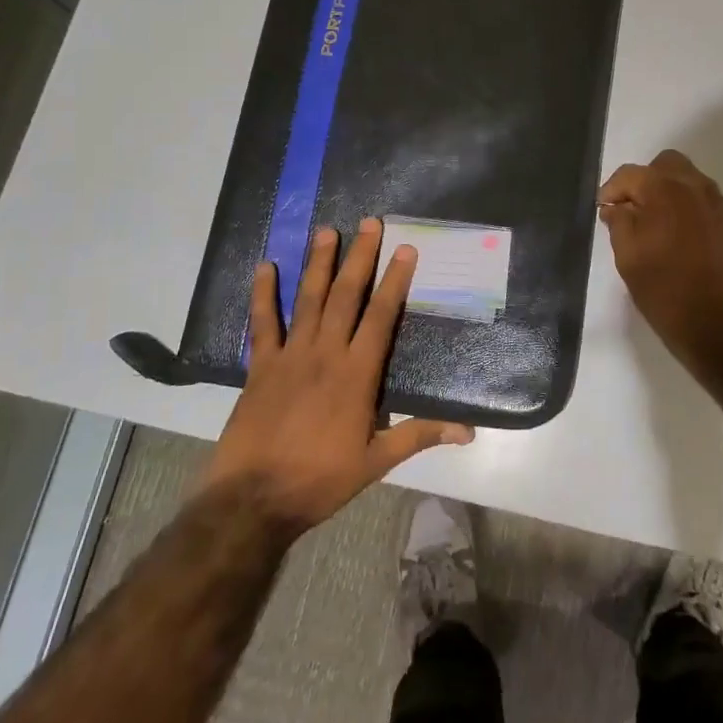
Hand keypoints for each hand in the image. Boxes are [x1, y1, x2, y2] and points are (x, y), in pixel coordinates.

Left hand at [203, 219, 473, 536]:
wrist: (253, 500)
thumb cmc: (320, 480)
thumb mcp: (377, 462)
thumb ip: (419, 435)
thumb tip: (468, 430)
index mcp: (357, 374)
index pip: (381, 316)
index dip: (395, 280)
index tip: (405, 249)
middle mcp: (326, 354)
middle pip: (346, 296)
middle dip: (360, 257)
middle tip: (370, 223)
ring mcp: (290, 356)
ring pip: (308, 299)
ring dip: (319, 263)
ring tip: (327, 231)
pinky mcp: (260, 367)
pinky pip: (263, 323)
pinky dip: (263, 294)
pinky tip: (265, 266)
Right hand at [598, 150, 722, 368]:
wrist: (717, 325)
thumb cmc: (664, 291)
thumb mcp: (628, 257)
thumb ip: (618, 222)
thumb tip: (615, 206)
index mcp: (665, 190)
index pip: (630, 174)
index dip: (612, 189)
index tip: (604, 209)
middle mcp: (695, 187)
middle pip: (665, 164)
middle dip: (645, 180)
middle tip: (633, 210)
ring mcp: (719, 205)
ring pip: (690, 180)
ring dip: (670, 192)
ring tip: (657, 225)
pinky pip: (707, 202)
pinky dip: (690, 209)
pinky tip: (682, 238)